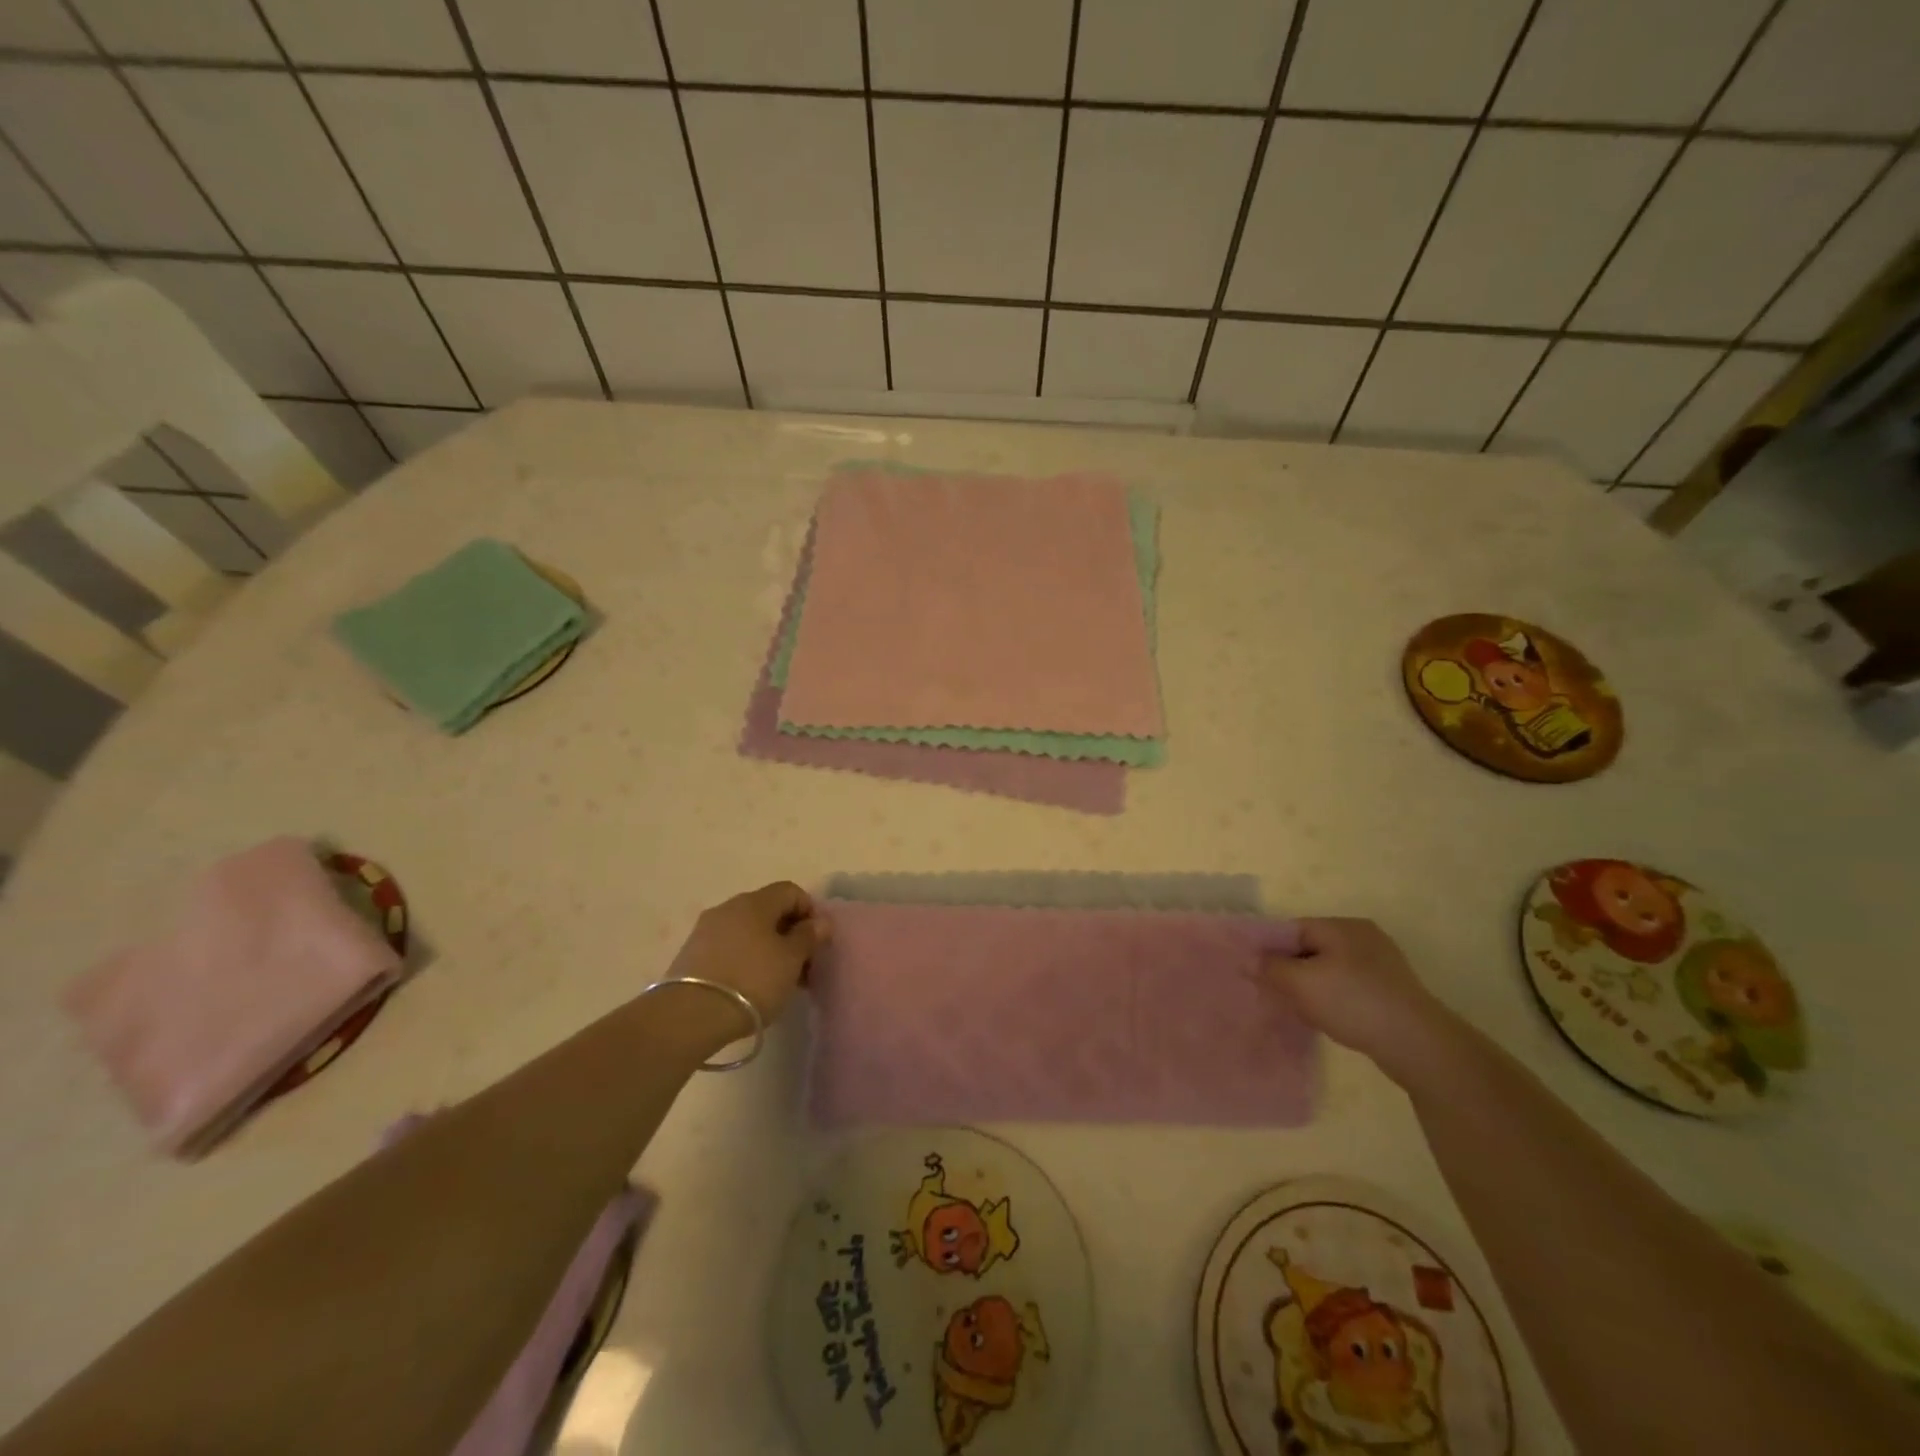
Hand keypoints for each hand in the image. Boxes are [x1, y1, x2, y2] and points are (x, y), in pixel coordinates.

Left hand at [664, 882, 830, 1025]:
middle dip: (788, 932)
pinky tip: (749, 984)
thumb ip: (808, 936)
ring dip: (767, 947)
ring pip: (747, 929)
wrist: (690, 1015)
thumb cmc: (752, 981)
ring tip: (776, 979)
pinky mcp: (691, 953)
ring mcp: (706, 929)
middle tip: (801, 964)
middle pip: (768, 910)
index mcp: (755, 902)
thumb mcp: (791, 960)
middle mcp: (729, 907)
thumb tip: (819, 921)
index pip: (790, 891)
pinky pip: (728, 946)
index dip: (809, 911)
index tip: (816, 941)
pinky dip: (744, 957)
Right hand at [1261, 918, 1451, 1079]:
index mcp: (1341, 925)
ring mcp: (1382, 963)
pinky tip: (1329, 1018)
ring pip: (1330, 969)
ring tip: (1300, 1010)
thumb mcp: (1300, 983)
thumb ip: (1270, 968)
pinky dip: (1334, 998)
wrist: (1417, 1044)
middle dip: (1290, 970)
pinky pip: (1350, 986)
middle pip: (1311, 948)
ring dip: (1312, 987)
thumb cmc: (1352, 1003)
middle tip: (1275, 995)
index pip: (1292, 929)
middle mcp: (1363, 936)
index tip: (1256, 974)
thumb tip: (1249, 960)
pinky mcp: (1392, 989)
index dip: (1269, 950)